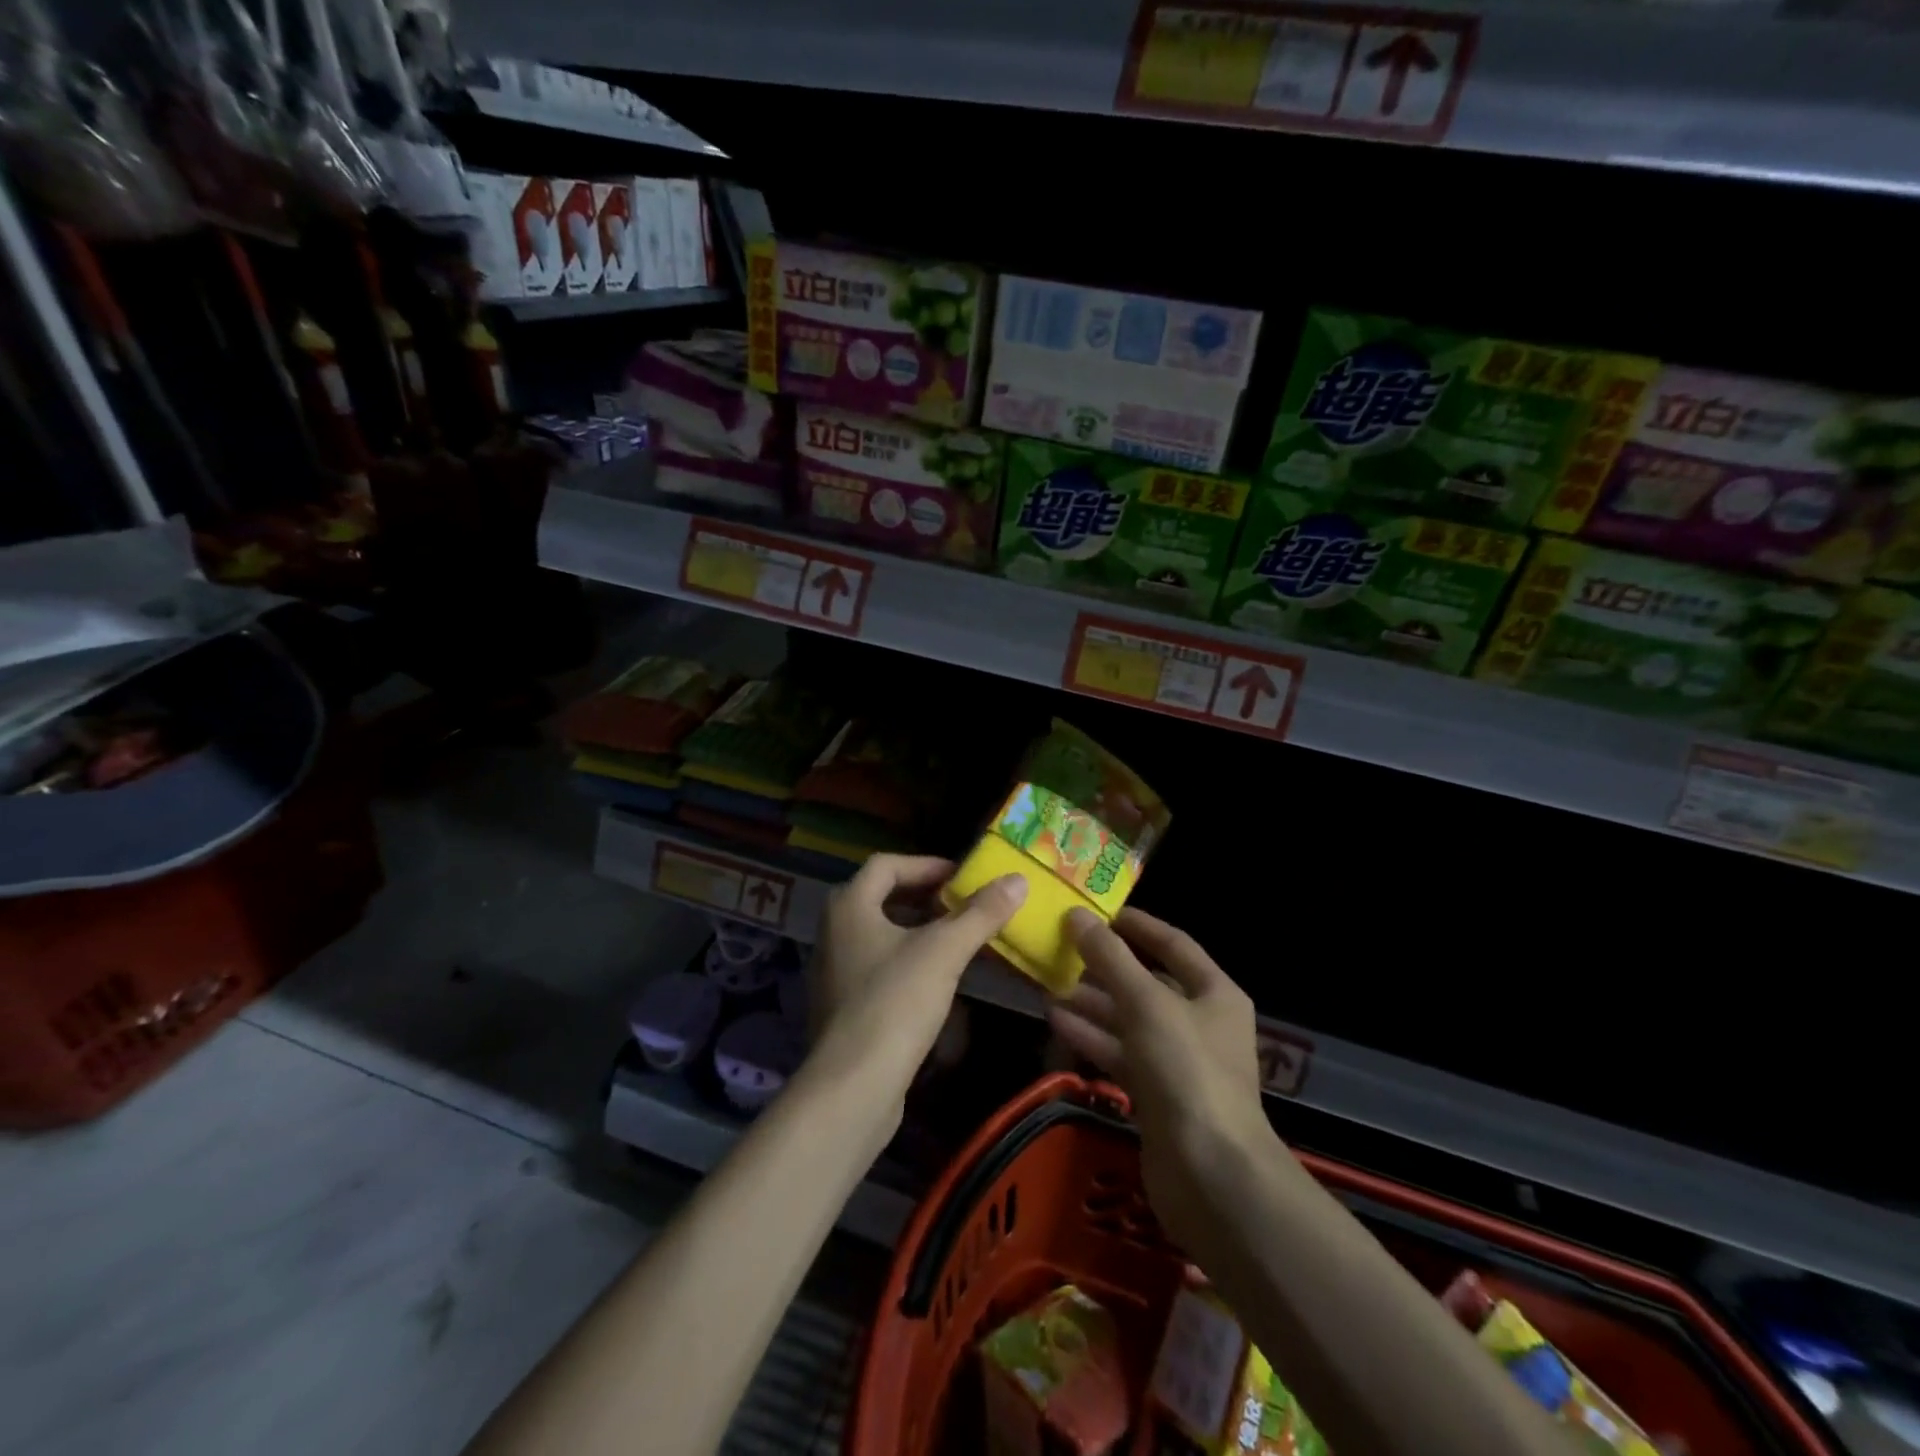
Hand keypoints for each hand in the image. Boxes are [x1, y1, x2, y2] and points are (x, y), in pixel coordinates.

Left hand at [806, 854, 1025, 1096]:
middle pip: (882, 897)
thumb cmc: (895, 1003)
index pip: (887, 865)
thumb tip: (1018, 879)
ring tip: (957, 940)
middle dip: (925, 897)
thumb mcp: (944, 952)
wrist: (853, 1086)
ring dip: (918, 930)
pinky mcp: (842, 1005)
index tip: (963, 878)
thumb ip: (980, 913)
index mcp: (849, 905)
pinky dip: (907, 961)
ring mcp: (834, 970)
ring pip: (880, 934)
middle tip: (964, 905)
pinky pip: (878, 966)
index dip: (927, 865)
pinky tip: (936, 980)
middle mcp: (834, 931)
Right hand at [1048, 907, 1277, 1250]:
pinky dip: (1093, 1037)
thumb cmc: (1186, 1070)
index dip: (1136, 925)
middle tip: (1061, 951)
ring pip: (1129, 1020)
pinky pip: (1121, 1053)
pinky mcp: (1157, 1095)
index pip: (1173, 943)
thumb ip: (1110, 958)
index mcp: (1214, 993)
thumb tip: (1078, 916)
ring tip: (1049, 985)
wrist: (1211, 1175)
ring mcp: (1178, 1062)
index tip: (1097, 912)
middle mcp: (1200, 1022)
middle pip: (1147, 983)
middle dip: (1104, 968)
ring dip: (1092, 1003)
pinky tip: (1057, 1021)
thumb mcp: (1146, 1003)